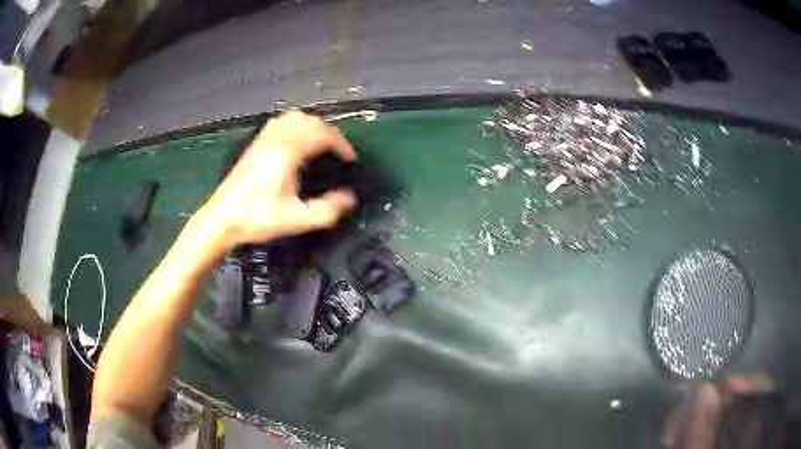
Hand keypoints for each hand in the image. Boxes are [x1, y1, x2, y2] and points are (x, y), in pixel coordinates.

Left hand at [195, 111, 357, 251]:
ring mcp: (263, 139)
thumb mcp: (295, 220)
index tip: (350, 159)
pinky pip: (280, 122)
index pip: (322, 134)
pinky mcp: (255, 144)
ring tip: (321, 142)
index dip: (342, 144)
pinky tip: (296, 139)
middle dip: (330, 133)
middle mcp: (276, 139)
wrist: (222, 219)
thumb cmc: (257, 218)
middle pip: (310, 121)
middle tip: (339, 151)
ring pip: (294, 117)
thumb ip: (326, 211)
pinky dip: (295, 124)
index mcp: (288, 153)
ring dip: (313, 125)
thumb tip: (350, 198)